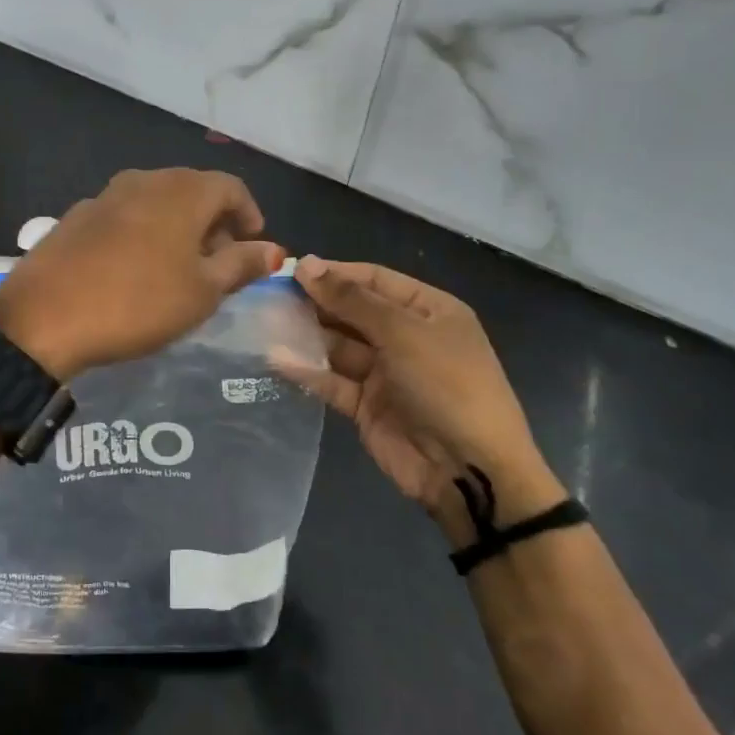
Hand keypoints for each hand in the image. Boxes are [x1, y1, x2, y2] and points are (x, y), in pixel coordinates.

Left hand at [0, 169, 283, 378]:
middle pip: (192, 190)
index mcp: (182, 191)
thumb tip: (275, 249)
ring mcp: (104, 196)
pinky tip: (133, 269)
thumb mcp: (202, 291)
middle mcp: (144, 181)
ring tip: (178, 268)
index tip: (253, 246)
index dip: (249, 215)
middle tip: (219, 263)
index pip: (231, 187)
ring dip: (176, 227)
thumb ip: (241, 264)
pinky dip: (142, 233)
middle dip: (213, 222)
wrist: (45, 317)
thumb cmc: (139, 303)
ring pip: (156, 202)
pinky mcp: (75, 217)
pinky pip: (124, 216)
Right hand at [274, 257, 563, 548]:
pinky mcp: (367, 406)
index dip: (335, 273)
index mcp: (429, 311)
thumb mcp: (403, 333)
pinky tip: (276, 358)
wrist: (469, 470)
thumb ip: (351, 300)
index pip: (375, 280)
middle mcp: (407, 337)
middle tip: (270, 295)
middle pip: (353, 311)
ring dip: (307, 335)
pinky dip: (308, 371)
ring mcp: (386, 373)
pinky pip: (333, 381)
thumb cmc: (446, 385)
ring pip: (339, 346)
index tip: (291, 270)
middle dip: (316, 303)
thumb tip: (307, 265)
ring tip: (265, 322)